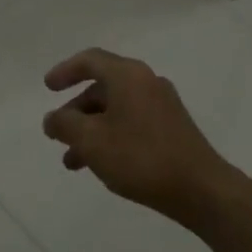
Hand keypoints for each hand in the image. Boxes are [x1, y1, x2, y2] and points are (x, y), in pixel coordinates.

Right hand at [42, 48, 239, 222]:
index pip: (89, 60)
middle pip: (102, 87)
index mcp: (127, 75)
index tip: (47, 88)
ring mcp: (163, 106)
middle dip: (75, 111)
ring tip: (73, 162)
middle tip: (58, 134)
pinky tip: (103, 165)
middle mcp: (146, 82)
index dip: (65, 71)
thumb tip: (52, 119)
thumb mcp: (91, 140)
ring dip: (91, 130)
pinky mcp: (173, 129)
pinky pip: (132, 123)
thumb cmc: (141, 157)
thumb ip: (64, 125)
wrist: (203, 191)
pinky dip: (111, 137)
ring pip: (115, 110)